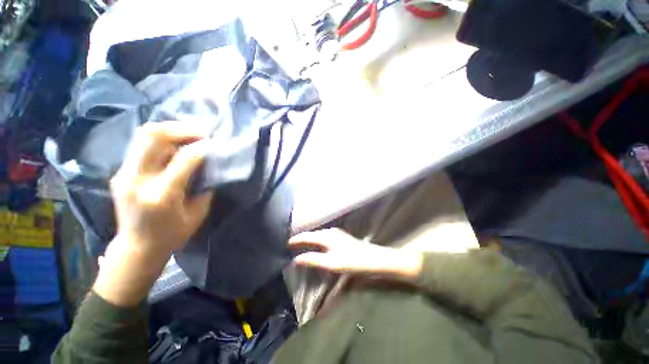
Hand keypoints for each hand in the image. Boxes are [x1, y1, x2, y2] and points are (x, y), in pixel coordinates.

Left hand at [109, 121, 213, 258]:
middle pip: (154, 137)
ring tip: (190, 133)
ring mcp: (124, 174)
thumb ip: (203, 186)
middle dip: (182, 129)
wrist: (137, 247)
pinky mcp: (120, 172)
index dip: (202, 147)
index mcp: (161, 195)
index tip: (216, 142)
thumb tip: (210, 164)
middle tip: (202, 131)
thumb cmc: (172, 235)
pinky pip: (141, 145)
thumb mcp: (197, 213)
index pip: (183, 158)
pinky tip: (176, 143)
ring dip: (170, 129)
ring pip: (143, 135)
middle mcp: (137, 180)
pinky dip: (161, 139)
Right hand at [289, 229, 422, 279]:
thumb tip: (296, 259)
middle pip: (312, 233)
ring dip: (309, 238)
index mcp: (326, 236)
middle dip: (302, 238)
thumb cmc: (351, 261)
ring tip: (301, 243)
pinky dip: (317, 239)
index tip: (287, 243)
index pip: (307, 236)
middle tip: (292, 244)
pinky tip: (317, 244)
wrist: (372, 258)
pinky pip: (323, 236)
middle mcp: (330, 232)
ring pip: (318, 234)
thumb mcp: (331, 263)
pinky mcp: (340, 237)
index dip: (297, 239)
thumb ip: (313, 260)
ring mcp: (336, 233)